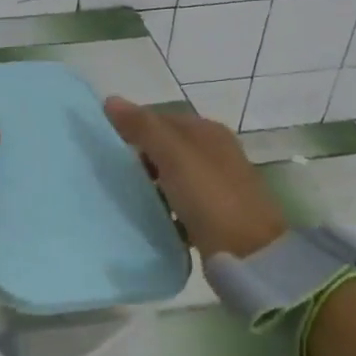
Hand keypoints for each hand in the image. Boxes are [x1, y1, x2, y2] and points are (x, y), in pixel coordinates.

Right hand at [105, 96, 284, 258]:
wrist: (250, 256)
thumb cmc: (210, 197)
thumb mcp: (173, 156)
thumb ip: (143, 127)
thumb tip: (110, 99)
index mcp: (208, 131)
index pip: (160, 118)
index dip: (133, 127)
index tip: (105, 146)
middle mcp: (214, 153)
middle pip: (166, 147)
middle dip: (139, 158)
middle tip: (111, 173)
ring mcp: (216, 185)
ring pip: (171, 176)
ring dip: (149, 184)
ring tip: (124, 196)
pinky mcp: (214, 216)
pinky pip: (179, 204)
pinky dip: (163, 208)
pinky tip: (148, 219)